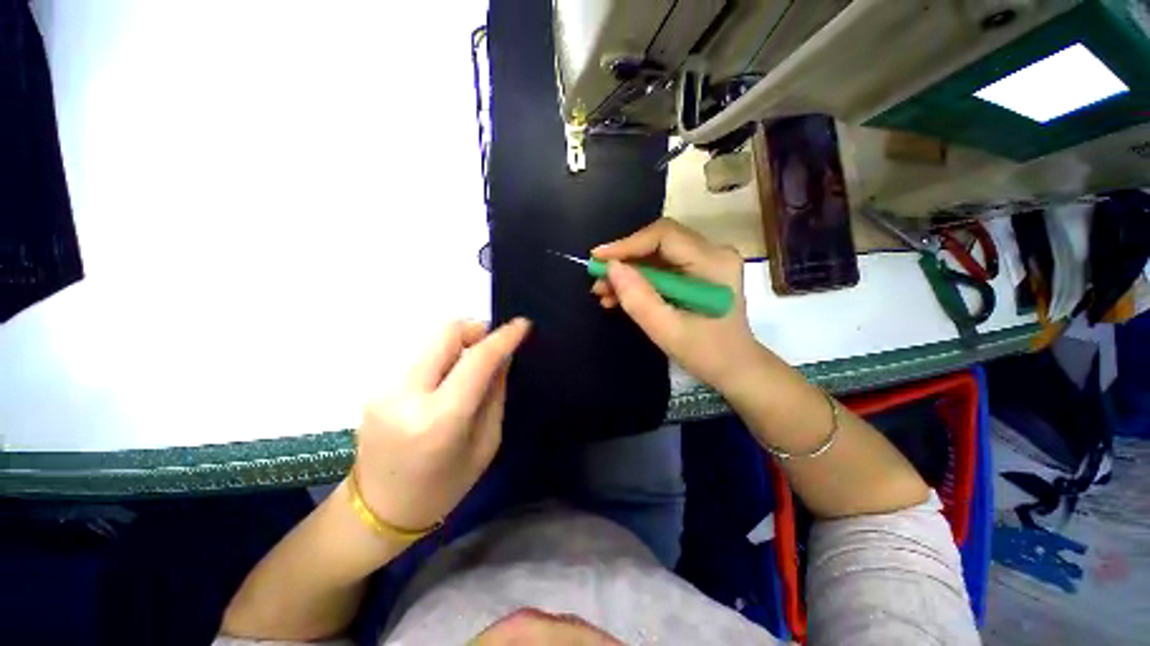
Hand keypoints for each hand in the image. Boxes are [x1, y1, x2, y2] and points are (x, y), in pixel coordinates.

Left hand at [353, 318, 530, 531]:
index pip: (477, 360)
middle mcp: (406, 395)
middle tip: (492, 348)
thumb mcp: (485, 444)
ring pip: (431, 340)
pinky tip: (448, 380)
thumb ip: (494, 393)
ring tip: (471, 367)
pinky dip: (442, 357)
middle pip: (446, 332)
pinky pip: (420, 356)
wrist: (376, 511)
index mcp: (440, 418)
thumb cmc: (442, 487)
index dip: (503, 337)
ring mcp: (384, 388)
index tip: (523, 324)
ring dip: (459, 344)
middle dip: (476, 331)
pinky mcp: (376, 387)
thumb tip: (502, 357)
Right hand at [592, 219, 757, 391]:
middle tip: (598, 281)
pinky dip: (639, 280)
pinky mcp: (697, 272)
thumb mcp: (667, 330)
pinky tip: (619, 297)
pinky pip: (661, 268)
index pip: (664, 236)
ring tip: (604, 293)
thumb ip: (638, 299)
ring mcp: (706, 261)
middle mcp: (713, 252)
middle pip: (659, 242)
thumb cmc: (707, 354)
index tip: (597, 259)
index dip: (627, 244)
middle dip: (625, 260)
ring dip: (628, 272)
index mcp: (714, 263)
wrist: (735, 369)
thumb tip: (610, 267)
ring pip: (656, 255)